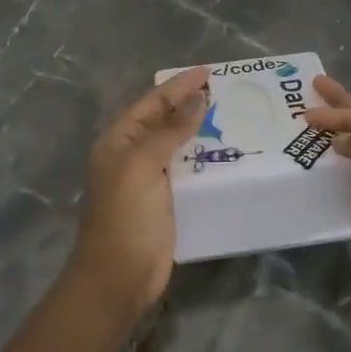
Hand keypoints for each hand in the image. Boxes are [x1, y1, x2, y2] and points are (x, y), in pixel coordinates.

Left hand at [70, 65, 209, 322]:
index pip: (152, 102)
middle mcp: (132, 154)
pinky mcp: (166, 200)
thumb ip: (169, 131)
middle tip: (225, 90)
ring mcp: (149, 179)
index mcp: (119, 141)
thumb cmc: (125, 217)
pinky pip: (187, 169)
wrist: (118, 279)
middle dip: (190, 103)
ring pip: (177, 144)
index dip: (179, 86)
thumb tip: (197, 99)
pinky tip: (227, 153)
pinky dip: (204, 158)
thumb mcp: (143, 166)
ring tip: (232, 115)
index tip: (209, 72)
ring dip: (200, 129)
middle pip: (164, 120)